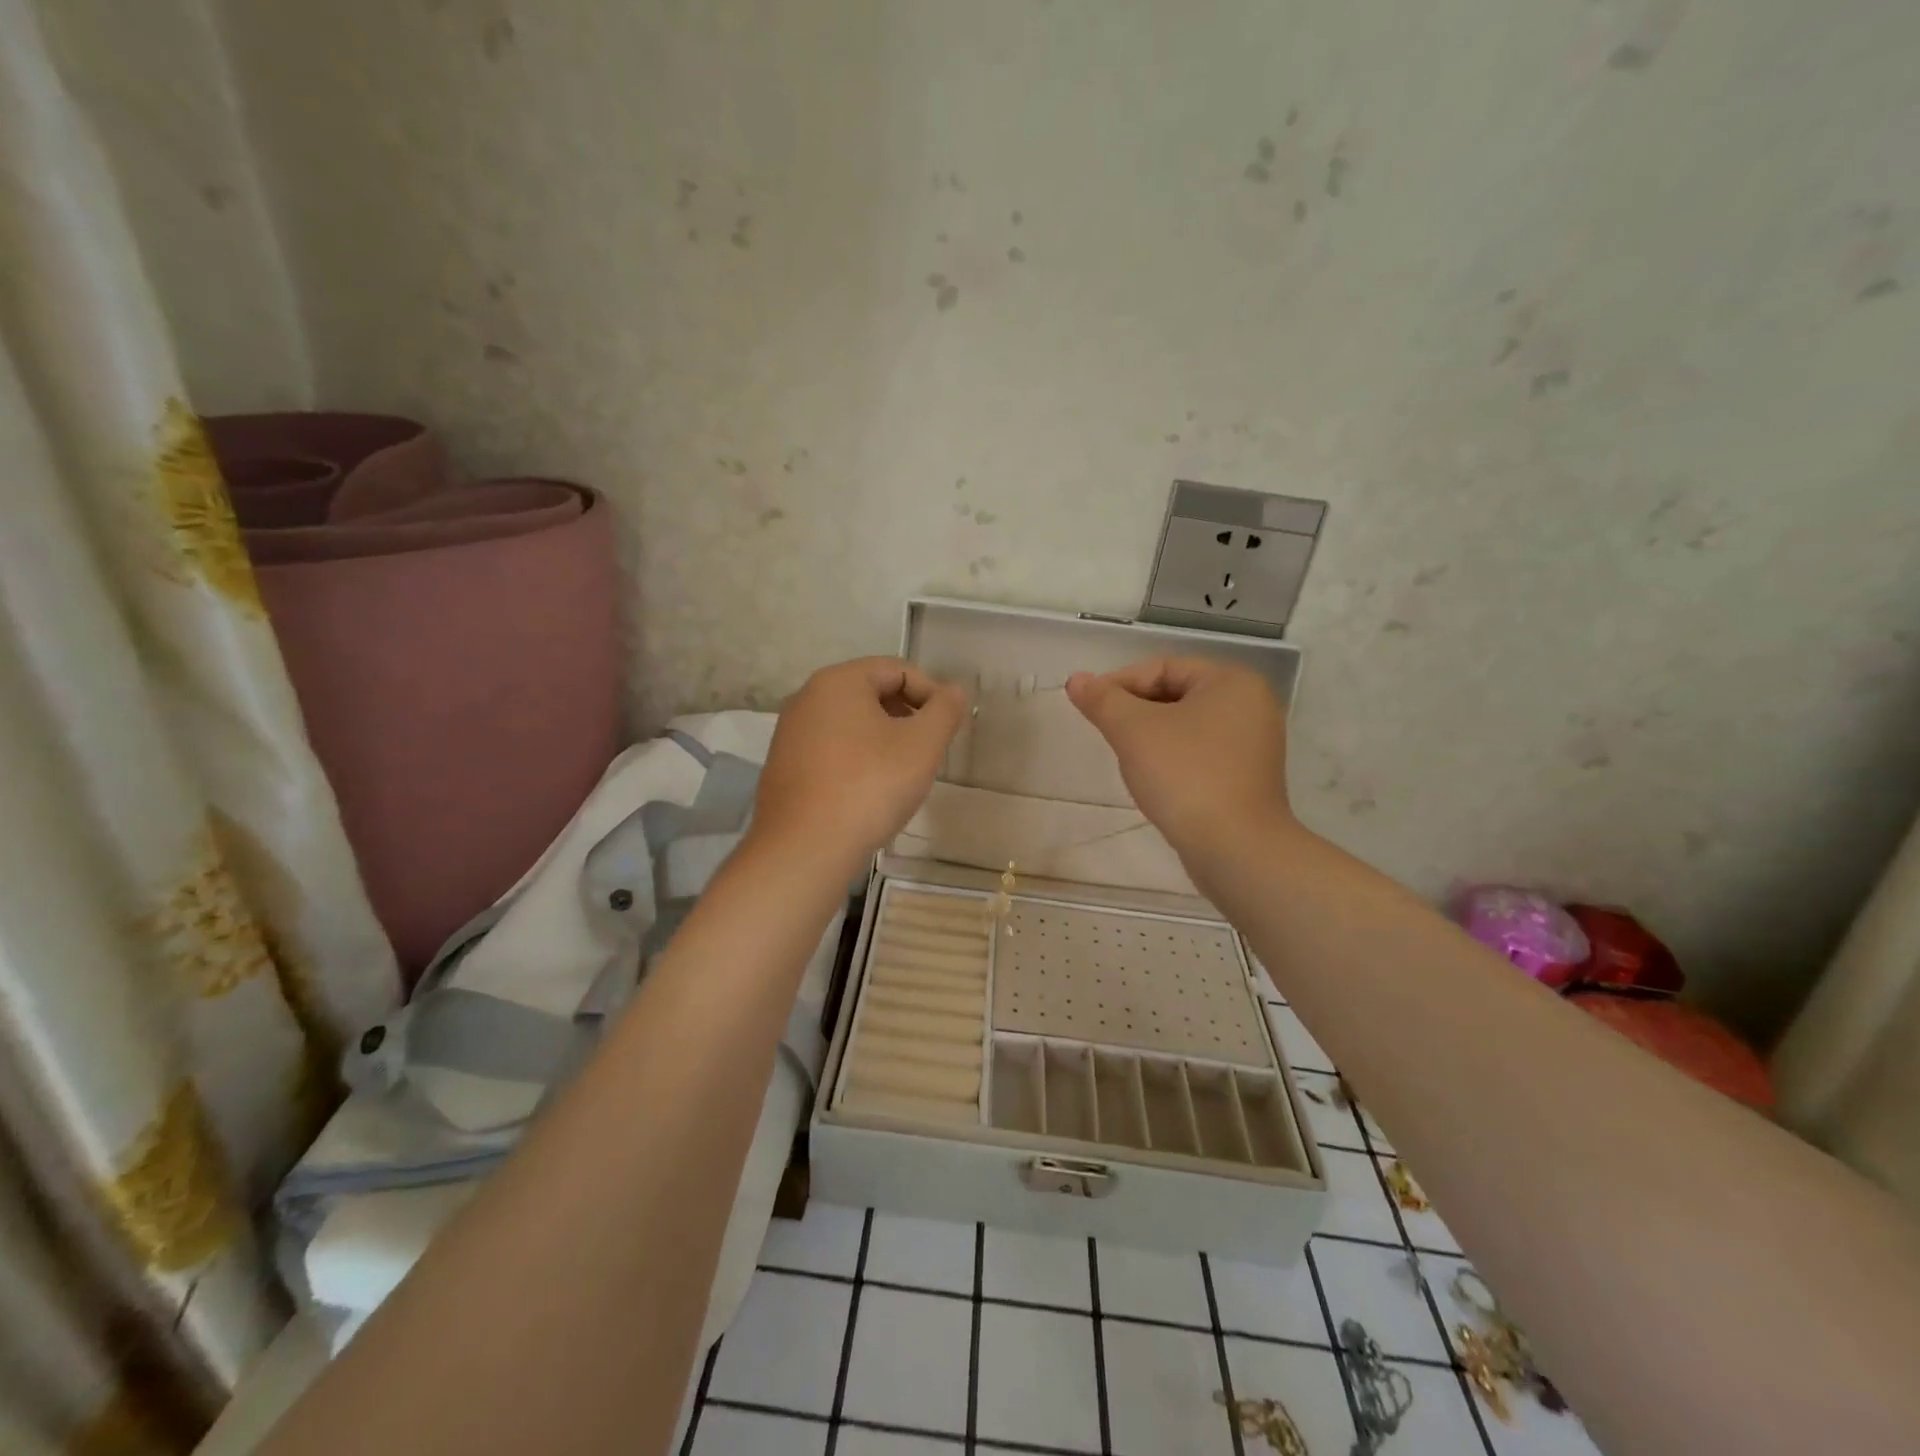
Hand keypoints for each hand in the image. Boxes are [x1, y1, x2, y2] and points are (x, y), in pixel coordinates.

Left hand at [752, 657, 967, 871]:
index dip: (931, 693)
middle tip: (929, 751)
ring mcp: (790, 734)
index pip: (897, 669)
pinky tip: (870, 793)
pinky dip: (858, 761)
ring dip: (884, 740)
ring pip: (851, 724)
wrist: (804, 849)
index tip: (948, 728)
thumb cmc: (869, 787)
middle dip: (907, 717)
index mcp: (838, 681)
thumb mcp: (922, 745)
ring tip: (903, 775)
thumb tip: (952, 692)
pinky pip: (832, 750)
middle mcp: (807, 698)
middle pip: (872, 694)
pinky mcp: (784, 768)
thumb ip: (945, 710)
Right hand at [1065, 658, 1292, 858]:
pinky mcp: (1249, 778)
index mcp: (1232, 681)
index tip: (1090, 708)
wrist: (1235, 849)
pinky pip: (1201, 754)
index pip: (1163, 667)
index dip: (1119, 683)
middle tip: (1106, 734)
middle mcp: (1252, 705)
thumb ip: (1102, 700)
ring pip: (1187, 726)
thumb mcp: (1133, 731)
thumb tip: (1076, 680)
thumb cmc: (1185, 776)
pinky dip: (1173, 759)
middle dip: (1135, 712)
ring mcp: (1254, 744)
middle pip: (1176, 695)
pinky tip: (1154, 781)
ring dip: (1151, 737)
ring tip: (1127, 759)